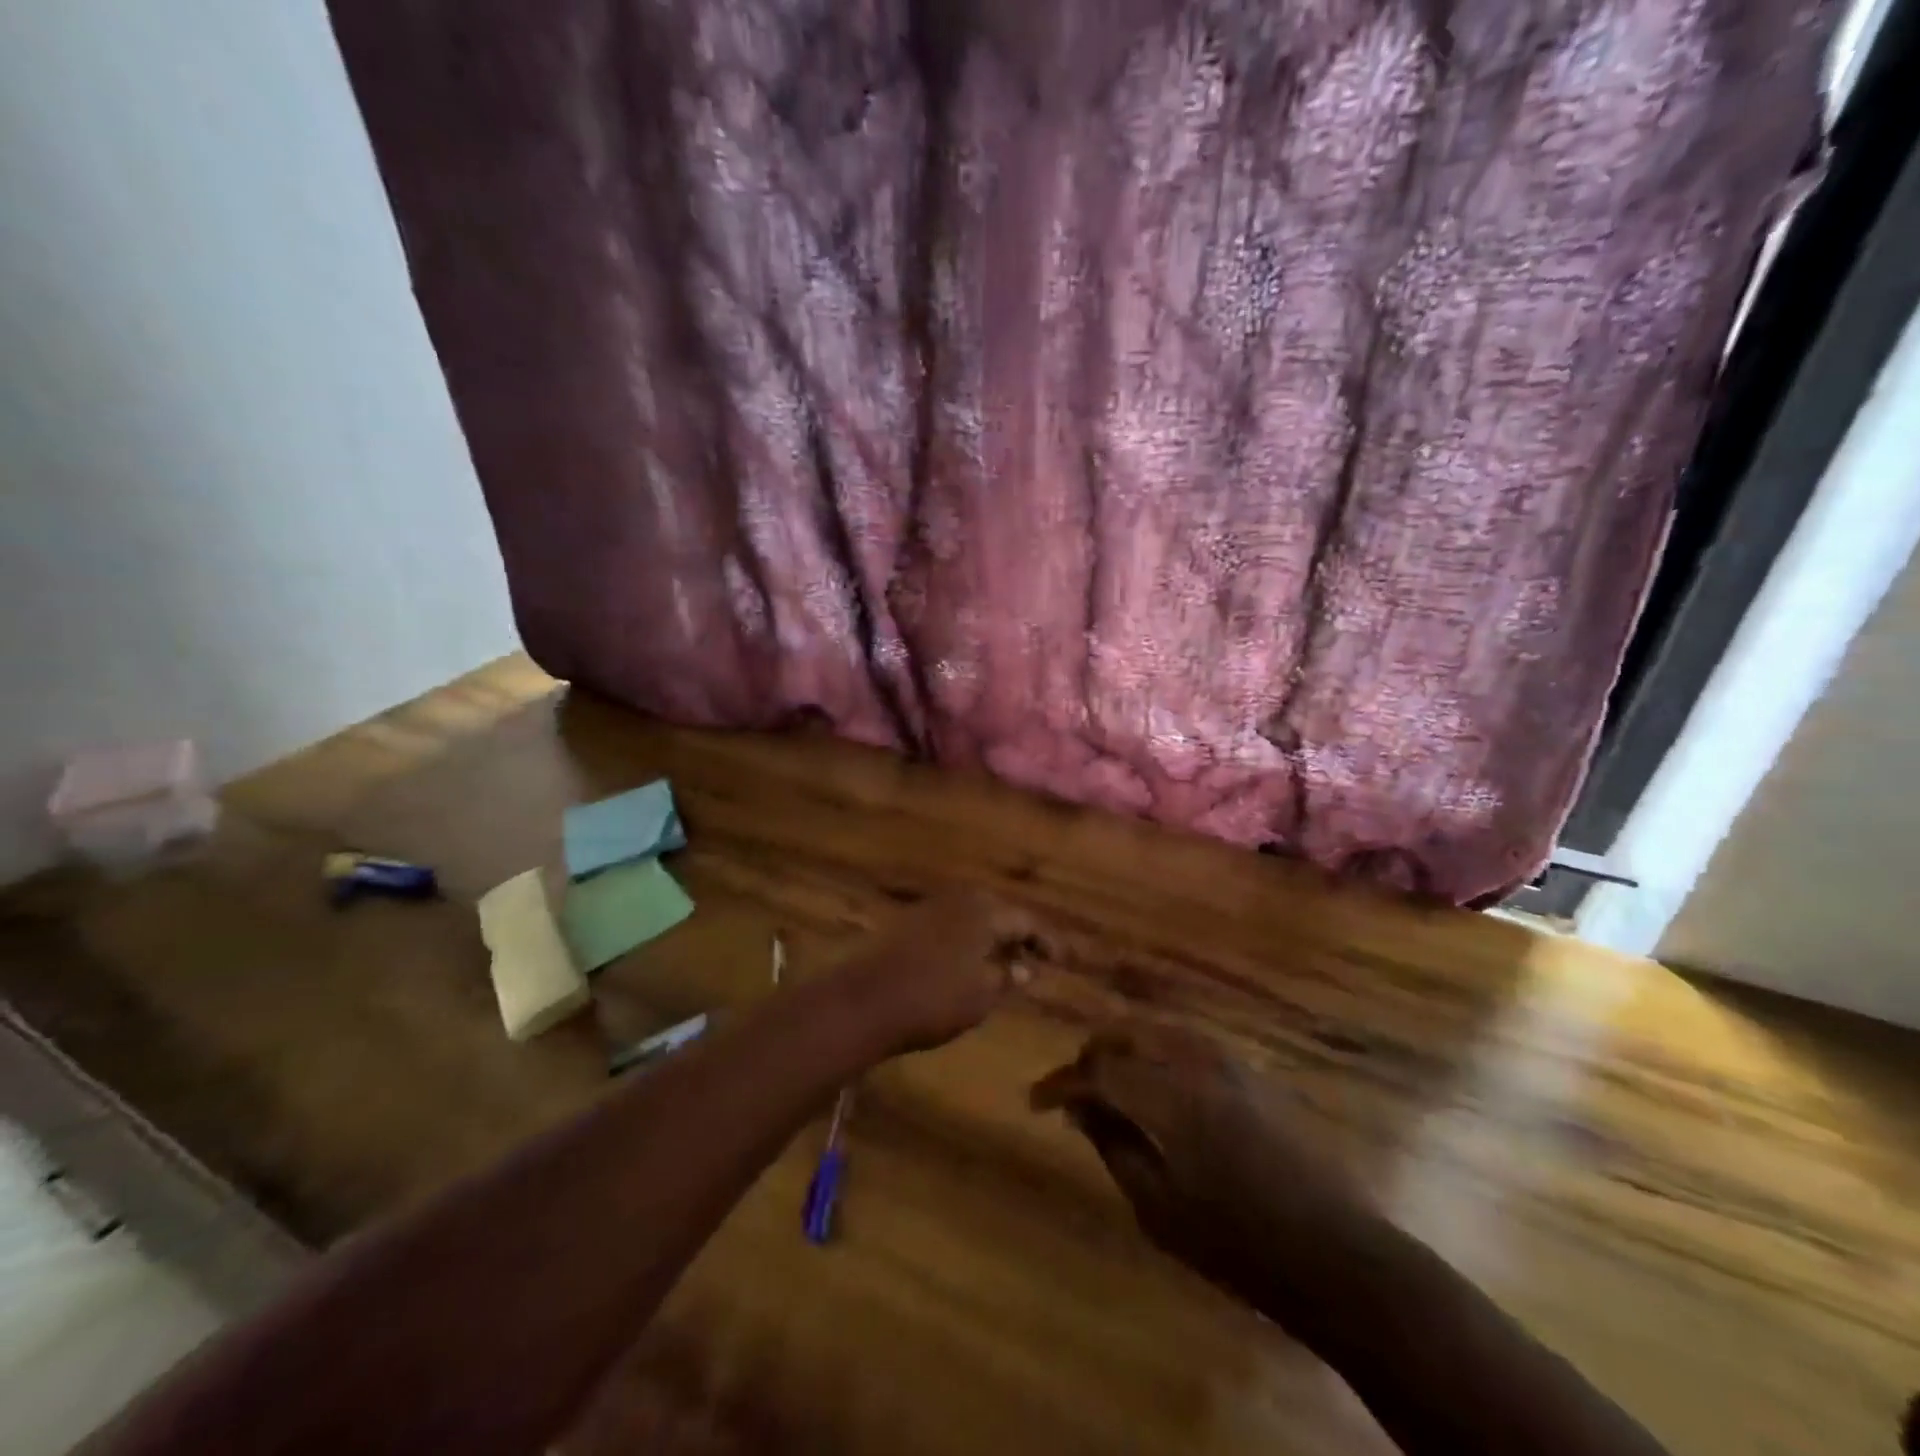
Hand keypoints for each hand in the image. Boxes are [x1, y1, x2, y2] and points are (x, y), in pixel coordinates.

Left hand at [826, 891, 1038, 1055]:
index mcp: (984, 911)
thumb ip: (1008, 977)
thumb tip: (1026, 967)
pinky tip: (970, 962)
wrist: (865, 1001)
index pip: (1027, 920)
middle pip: (1000, 911)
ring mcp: (931, 908)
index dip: (1048, 941)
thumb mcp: (982, 995)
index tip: (1065, 960)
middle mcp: (960, 899)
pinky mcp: (909, 922)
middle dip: (1020, 934)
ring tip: (1007, 963)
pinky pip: (953, 924)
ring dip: (993, 936)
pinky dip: (969, 939)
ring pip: (975, 916)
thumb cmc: (934, 999)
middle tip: (1036, 959)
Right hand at [1031, 1024, 1374, 1322]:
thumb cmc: (1238, 1244)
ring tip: (1109, 1083)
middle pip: (1126, 1034)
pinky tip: (1155, 1084)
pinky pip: (1187, 1043)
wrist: (1335, 1252)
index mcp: (1170, 1098)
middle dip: (1091, 1056)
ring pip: (1157, 1031)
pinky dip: (1157, 1052)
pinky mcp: (1250, 1072)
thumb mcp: (1159, 1209)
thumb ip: (1115, 1146)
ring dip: (1125, 1049)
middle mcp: (1196, 1063)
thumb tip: (1080, 1108)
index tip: (1037, 1100)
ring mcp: (1228, 1062)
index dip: (1061, 1082)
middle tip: (1073, 1089)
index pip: (1098, 1070)